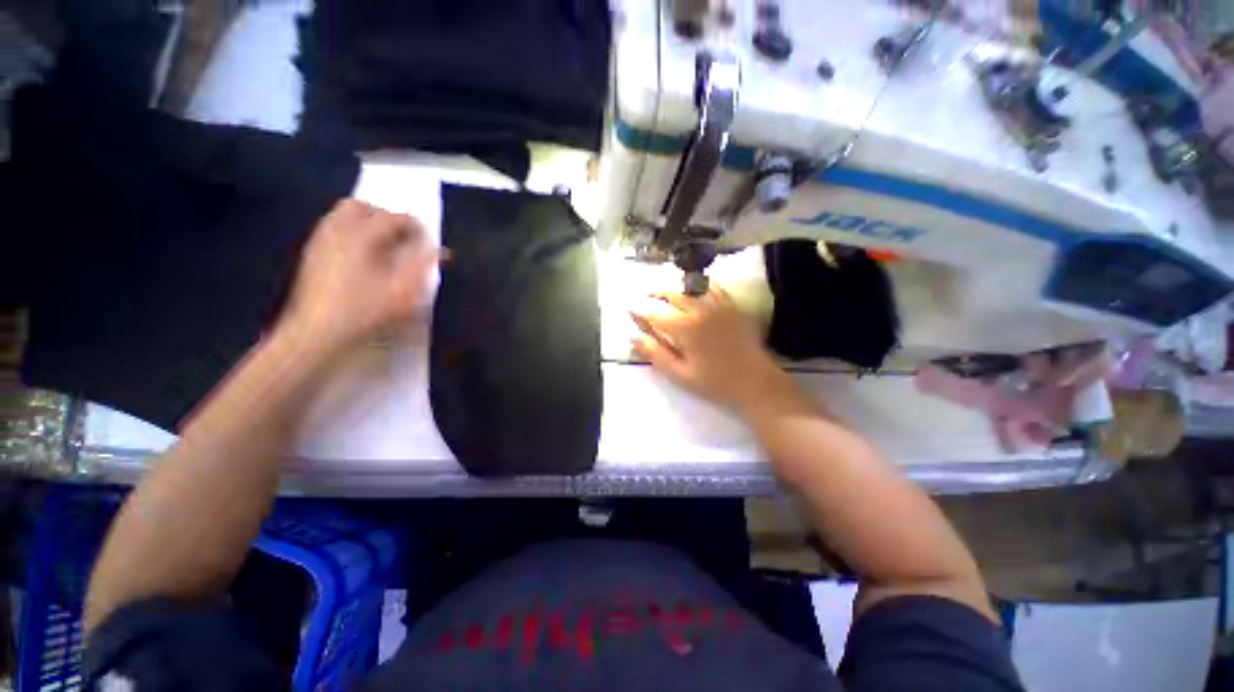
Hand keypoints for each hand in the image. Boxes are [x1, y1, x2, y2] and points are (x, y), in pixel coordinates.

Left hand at [278, 199, 436, 356]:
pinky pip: (333, 230)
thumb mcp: (405, 292)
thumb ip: (424, 267)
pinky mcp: (311, 254)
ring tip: (385, 246)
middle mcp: (338, 230)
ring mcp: (320, 241)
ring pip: (342, 215)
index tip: (427, 240)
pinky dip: (351, 233)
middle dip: (385, 216)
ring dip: (366, 223)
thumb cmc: (365, 311)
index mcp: (362, 236)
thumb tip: (441, 251)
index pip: (393, 218)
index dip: (415, 226)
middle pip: (362, 207)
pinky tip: (362, 257)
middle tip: (402, 236)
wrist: (316, 332)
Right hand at [631, 287, 795, 411]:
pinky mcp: (732, 306)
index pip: (655, 314)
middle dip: (656, 294)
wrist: (756, 382)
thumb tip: (633, 338)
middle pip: (672, 295)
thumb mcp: (680, 374)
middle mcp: (700, 309)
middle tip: (646, 296)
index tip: (631, 311)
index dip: (640, 312)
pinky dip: (700, 285)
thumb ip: (655, 354)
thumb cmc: (715, 382)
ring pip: (691, 287)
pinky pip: (713, 287)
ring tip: (666, 290)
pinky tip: (695, 288)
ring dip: (675, 287)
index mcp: (685, 327)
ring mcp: (718, 305)